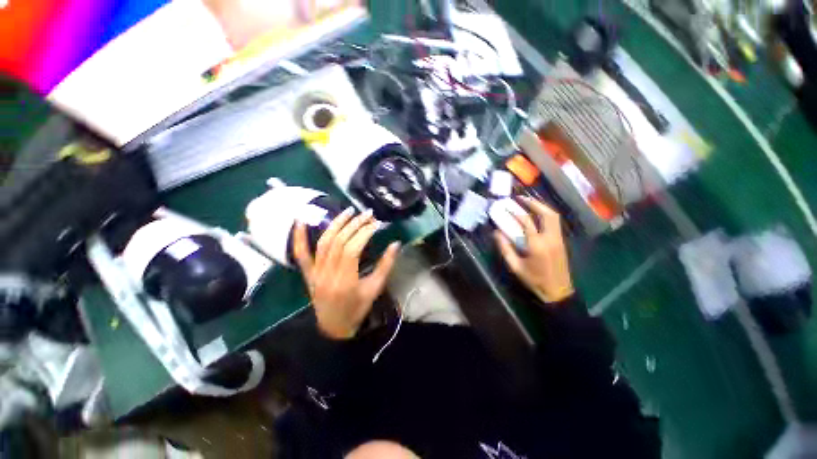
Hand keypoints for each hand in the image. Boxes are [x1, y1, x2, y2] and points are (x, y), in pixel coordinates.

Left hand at [293, 208, 400, 339]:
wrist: (334, 327)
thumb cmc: (357, 309)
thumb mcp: (375, 289)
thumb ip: (386, 265)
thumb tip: (396, 243)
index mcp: (345, 281)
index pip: (352, 249)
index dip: (365, 233)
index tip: (376, 223)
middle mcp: (327, 274)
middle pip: (339, 242)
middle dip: (354, 224)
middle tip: (368, 214)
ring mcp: (314, 273)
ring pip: (323, 242)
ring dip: (336, 223)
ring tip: (349, 211)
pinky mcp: (307, 273)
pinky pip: (300, 253)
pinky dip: (299, 236)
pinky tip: (300, 220)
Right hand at [494, 197, 573, 304]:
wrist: (558, 291)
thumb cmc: (534, 280)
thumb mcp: (515, 266)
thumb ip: (505, 248)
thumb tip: (497, 232)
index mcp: (537, 245)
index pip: (526, 222)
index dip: (515, 212)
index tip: (506, 206)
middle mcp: (550, 238)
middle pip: (546, 214)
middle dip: (534, 203)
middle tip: (521, 198)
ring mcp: (558, 239)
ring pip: (554, 217)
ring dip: (542, 207)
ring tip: (529, 203)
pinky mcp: (561, 241)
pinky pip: (555, 223)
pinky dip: (546, 214)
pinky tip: (537, 215)